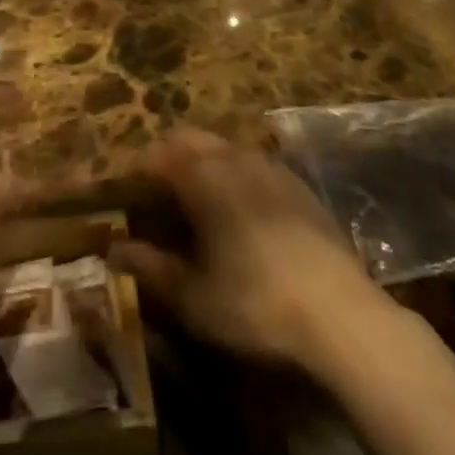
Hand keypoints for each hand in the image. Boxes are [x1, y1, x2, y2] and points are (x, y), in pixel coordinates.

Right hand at [110, 129, 386, 367]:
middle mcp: (234, 157)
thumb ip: (149, 266)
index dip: (136, 171)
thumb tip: (113, 249)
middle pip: (190, 140)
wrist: (341, 313)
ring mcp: (271, 167)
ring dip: (203, 162)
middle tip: (155, 192)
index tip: (125, 193)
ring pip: (224, 149)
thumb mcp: (191, 295)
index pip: (156, 156)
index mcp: (202, 176)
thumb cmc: (253, 302)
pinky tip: (240, 211)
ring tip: (195, 200)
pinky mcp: (299, 185)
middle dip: (168, 157)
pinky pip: (254, 165)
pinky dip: (235, 175)